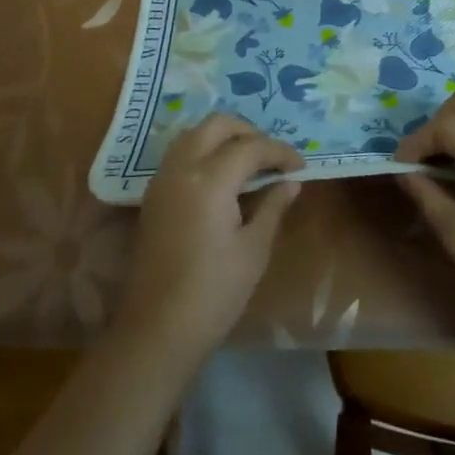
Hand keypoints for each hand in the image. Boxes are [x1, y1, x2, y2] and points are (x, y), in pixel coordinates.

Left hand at [114, 114, 302, 362]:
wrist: (157, 329)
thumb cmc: (214, 293)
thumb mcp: (253, 250)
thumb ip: (272, 207)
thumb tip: (291, 182)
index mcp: (209, 181)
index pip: (251, 147)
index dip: (279, 152)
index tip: (300, 166)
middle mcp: (182, 168)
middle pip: (217, 125)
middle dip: (249, 132)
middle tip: (272, 157)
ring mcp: (162, 179)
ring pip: (194, 134)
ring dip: (224, 138)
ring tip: (250, 164)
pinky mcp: (153, 195)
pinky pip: (181, 154)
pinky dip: (204, 151)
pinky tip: (223, 177)